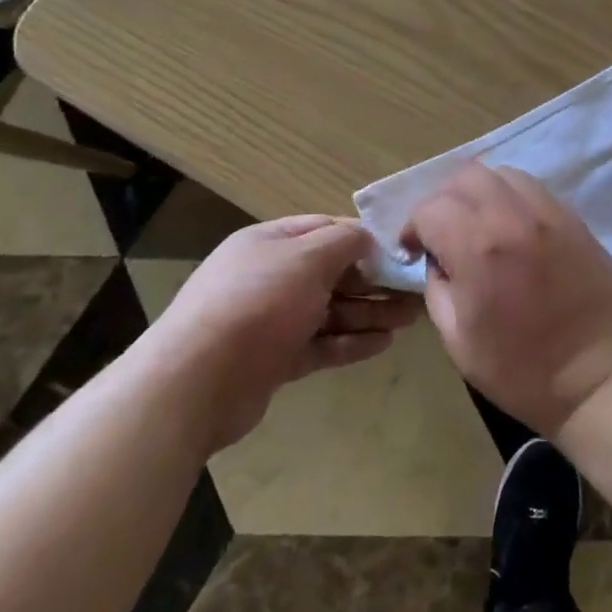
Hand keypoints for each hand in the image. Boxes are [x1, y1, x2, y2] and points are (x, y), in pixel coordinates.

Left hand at [161, 215, 420, 443]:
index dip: (363, 238)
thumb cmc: (258, 303)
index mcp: (271, 243)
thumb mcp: (307, 258)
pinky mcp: (274, 360)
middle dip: (374, 280)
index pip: (325, 229)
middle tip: (415, 290)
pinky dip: (350, 342)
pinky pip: (321, 344)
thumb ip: (344, 242)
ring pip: (330, 311)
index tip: (400, 250)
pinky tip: (383, 343)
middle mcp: (270, 276)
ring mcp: (271, 321)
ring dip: (370, 313)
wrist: (196, 382)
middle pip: (332, 273)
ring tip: (410, 319)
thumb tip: (368, 237)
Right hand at [404, 164, 611, 435]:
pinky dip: (513, 199)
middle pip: (466, 176)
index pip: (431, 208)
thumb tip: (438, 261)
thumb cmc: (524, 370)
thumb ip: (438, 288)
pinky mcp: (575, 219)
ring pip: (503, 174)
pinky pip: (534, 190)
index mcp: (478, 247)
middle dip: (444, 200)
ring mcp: (550, 213)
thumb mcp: (458, 341)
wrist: (602, 377)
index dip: (413, 228)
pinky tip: (513, 231)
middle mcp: (513, 217)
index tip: (414, 251)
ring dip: (481, 193)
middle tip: (443, 234)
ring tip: (480, 227)